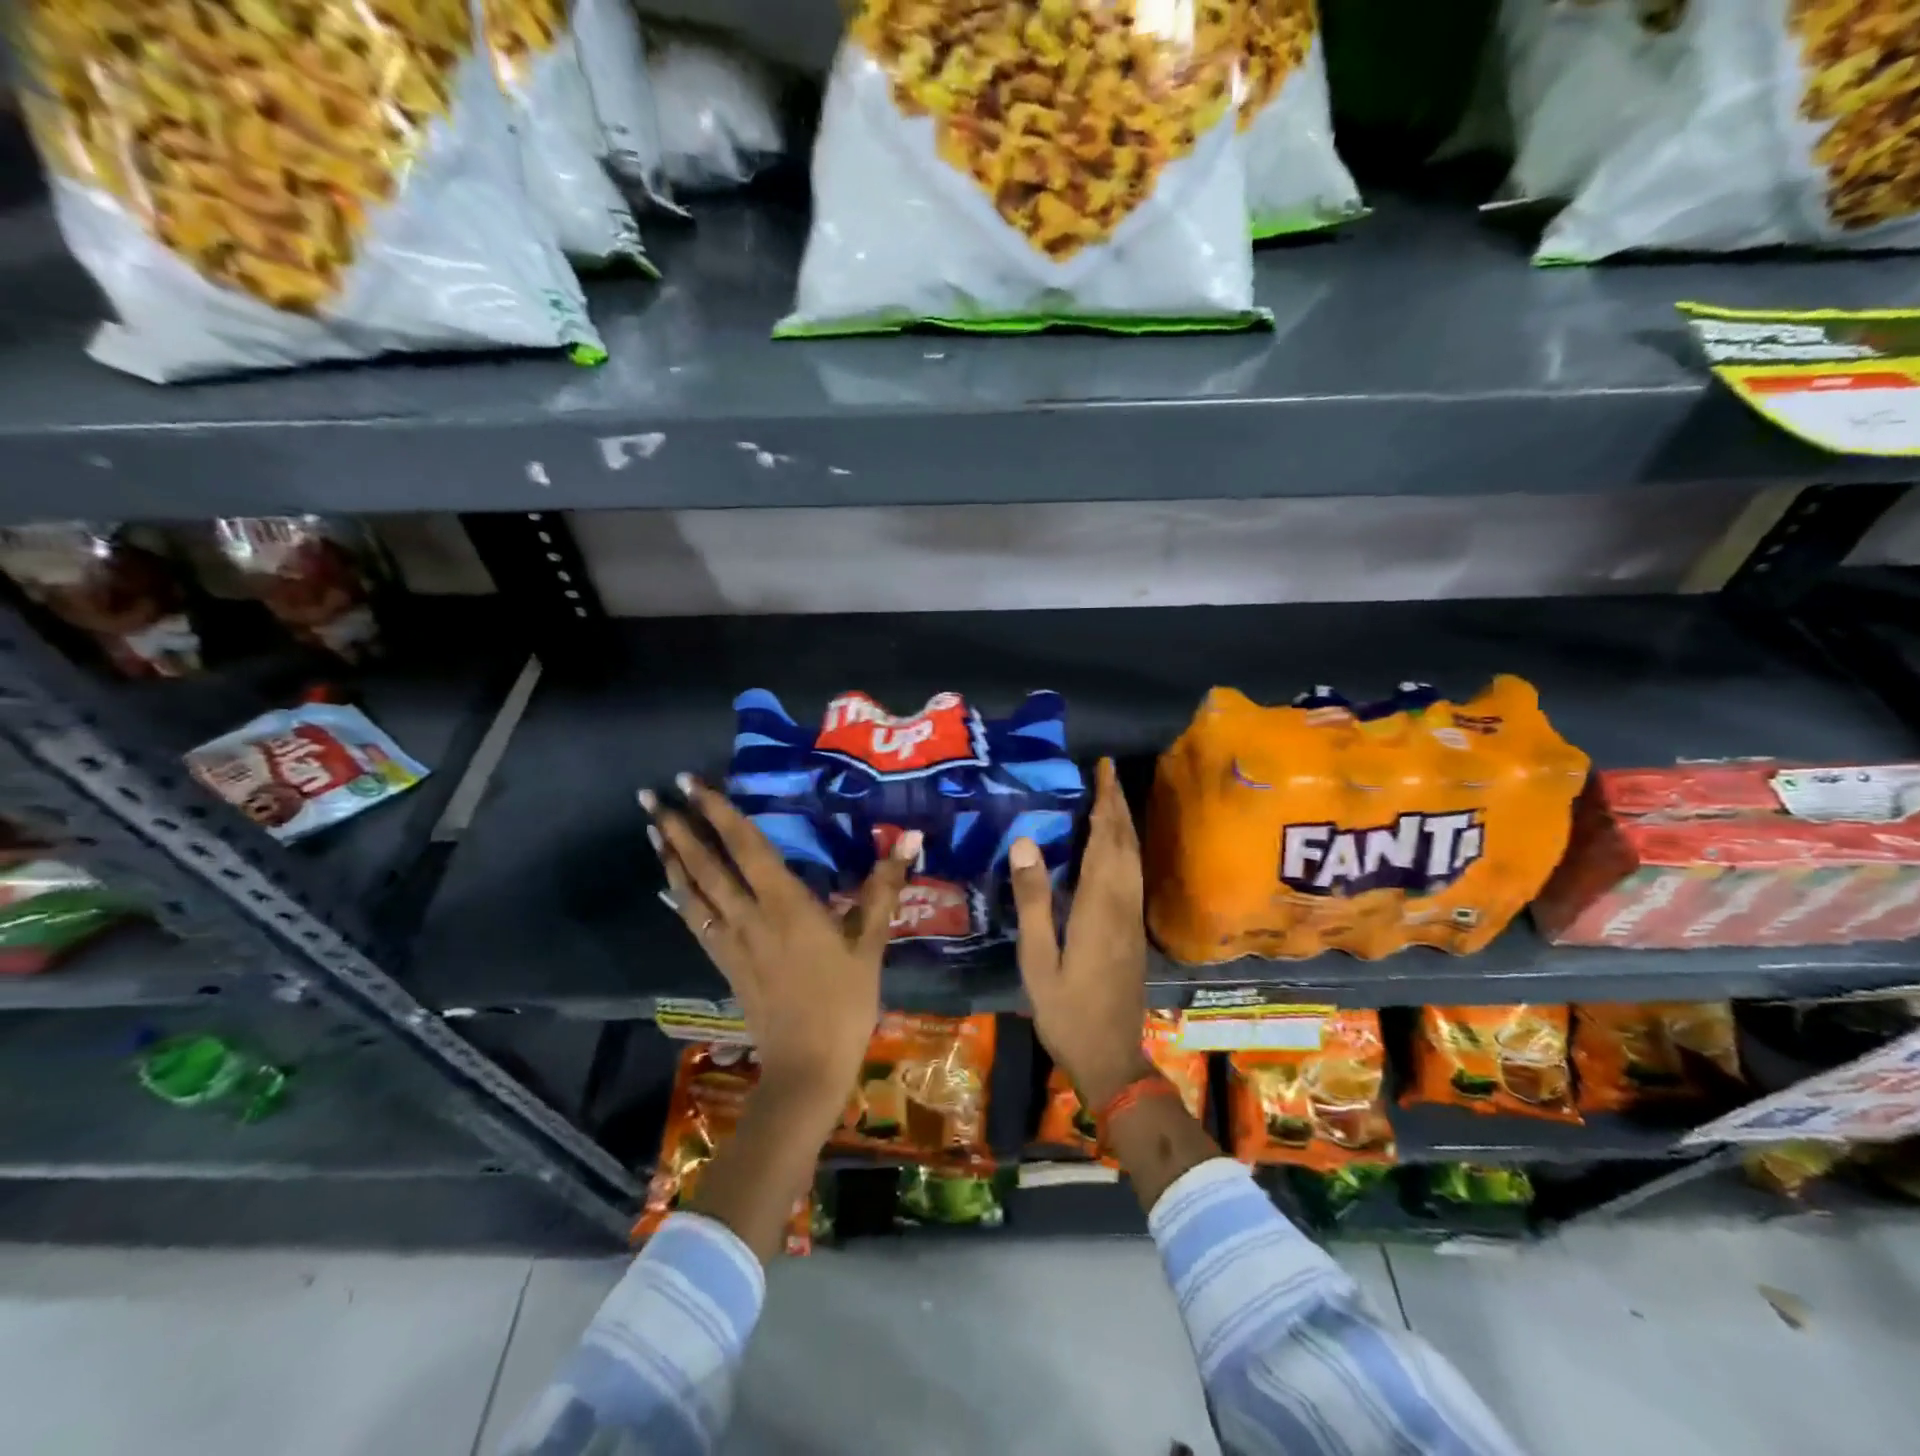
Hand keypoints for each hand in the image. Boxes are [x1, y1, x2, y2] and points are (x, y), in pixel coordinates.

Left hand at [641, 776, 920, 1120]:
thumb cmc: (846, 1001)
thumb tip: (911, 837)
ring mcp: (731, 942)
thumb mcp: (871, 943)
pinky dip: (680, 898)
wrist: (807, 1067)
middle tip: (649, 796)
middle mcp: (749, 916)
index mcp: (786, 904)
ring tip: (653, 828)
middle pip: (705, 866)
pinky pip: (695, 922)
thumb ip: (884, 888)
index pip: (746, 847)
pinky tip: (668, 887)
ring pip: (692, 892)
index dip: (718, 812)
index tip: (691, 783)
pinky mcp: (725, 965)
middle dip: (677, 828)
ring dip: (671, 858)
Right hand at [1009, 757, 1153, 1109]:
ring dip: (1125, 825)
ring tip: (1110, 800)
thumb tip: (1025, 843)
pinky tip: (1114, 850)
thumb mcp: (1037, 959)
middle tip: (1108, 774)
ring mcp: (1132, 919)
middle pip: (1126, 844)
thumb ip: (1033, 901)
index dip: (1106, 803)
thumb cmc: (1066, 1010)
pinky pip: (1133, 876)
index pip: (1106, 841)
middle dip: (1118, 806)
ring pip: (1134, 859)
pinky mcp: (1133, 932)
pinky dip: (1125, 849)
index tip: (1104, 770)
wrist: (1111, 1057)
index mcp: (1099, 906)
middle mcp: (1122, 905)